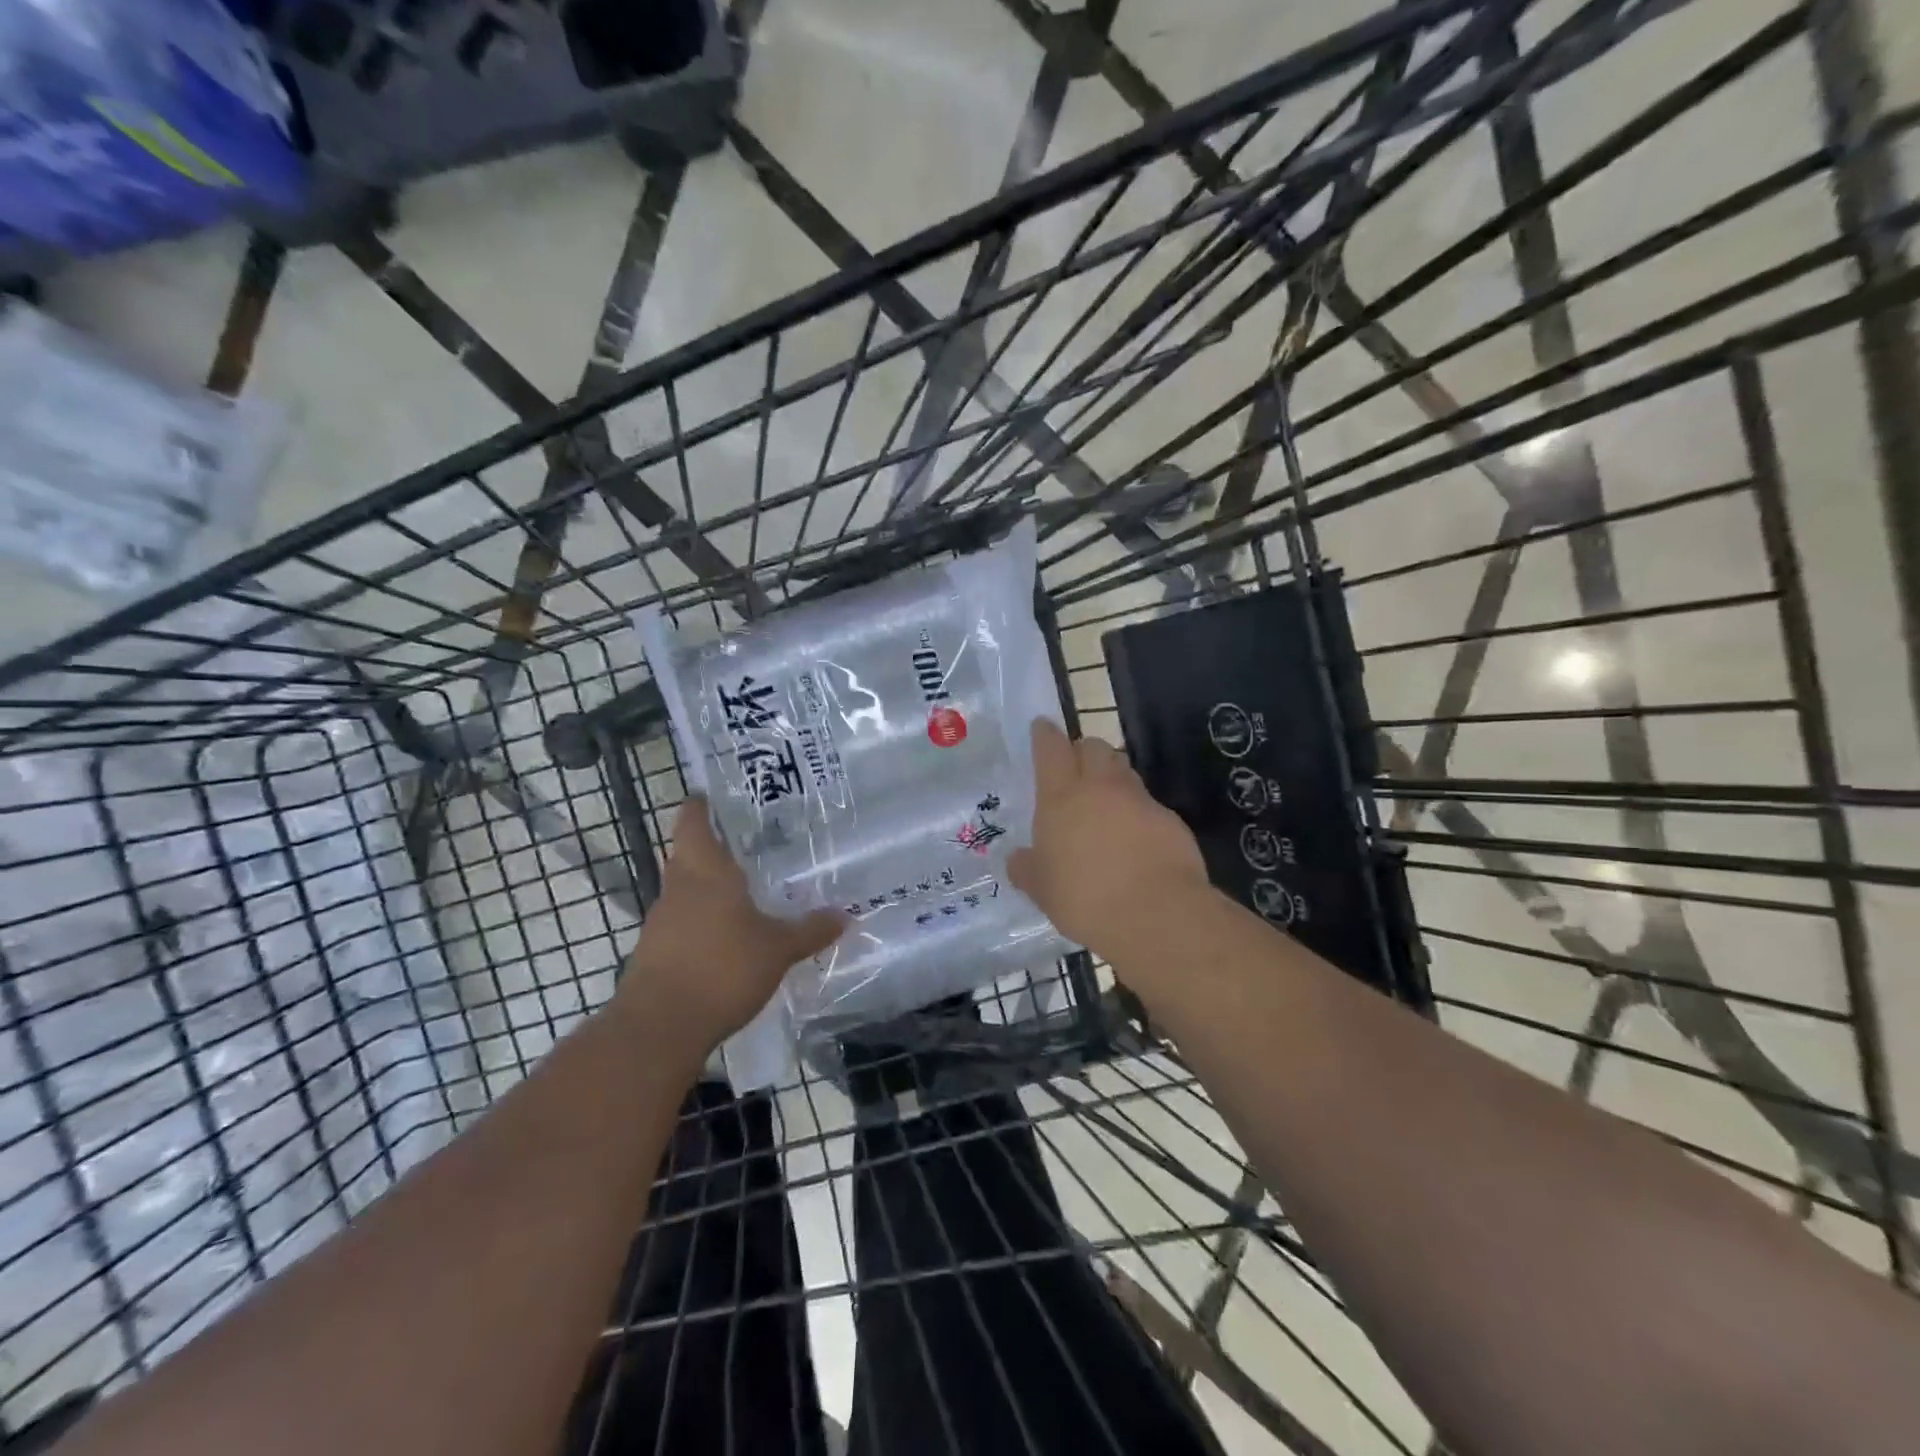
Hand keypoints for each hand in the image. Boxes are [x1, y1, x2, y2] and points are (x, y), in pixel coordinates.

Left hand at [617, 798, 843, 1049]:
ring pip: (686, 891)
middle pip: (689, 855)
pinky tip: (727, 938)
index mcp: (706, 872)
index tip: (713, 796)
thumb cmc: (722, 970)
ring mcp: (661, 922)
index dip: (700, 806)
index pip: (693, 823)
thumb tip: (846, 914)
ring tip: (746, 892)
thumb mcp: (778, 950)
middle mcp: (679, 889)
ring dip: (709, 888)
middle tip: (751, 846)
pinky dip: (702, 922)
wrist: (659, 1028)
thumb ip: (810, 930)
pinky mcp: (655, 953)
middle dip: (714, 848)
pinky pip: (682, 923)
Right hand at [1008, 719, 1210, 957]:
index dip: (1045, 735)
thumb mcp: (1042, 890)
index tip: (1042, 727)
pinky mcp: (1169, 820)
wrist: (1157, 914)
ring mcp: (1139, 800)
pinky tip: (1134, 840)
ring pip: (1123, 771)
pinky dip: (1138, 813)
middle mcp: (1100, 787)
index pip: (1051, 748)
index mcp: (1061, 797)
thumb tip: (1017, 859)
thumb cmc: (1085, 899)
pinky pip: (1148, 805)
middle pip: (1093, 747)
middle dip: (1083, 751)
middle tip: (1075, 770)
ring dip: (1112, 778)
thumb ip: (1027, 869)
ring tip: (1104, 805)